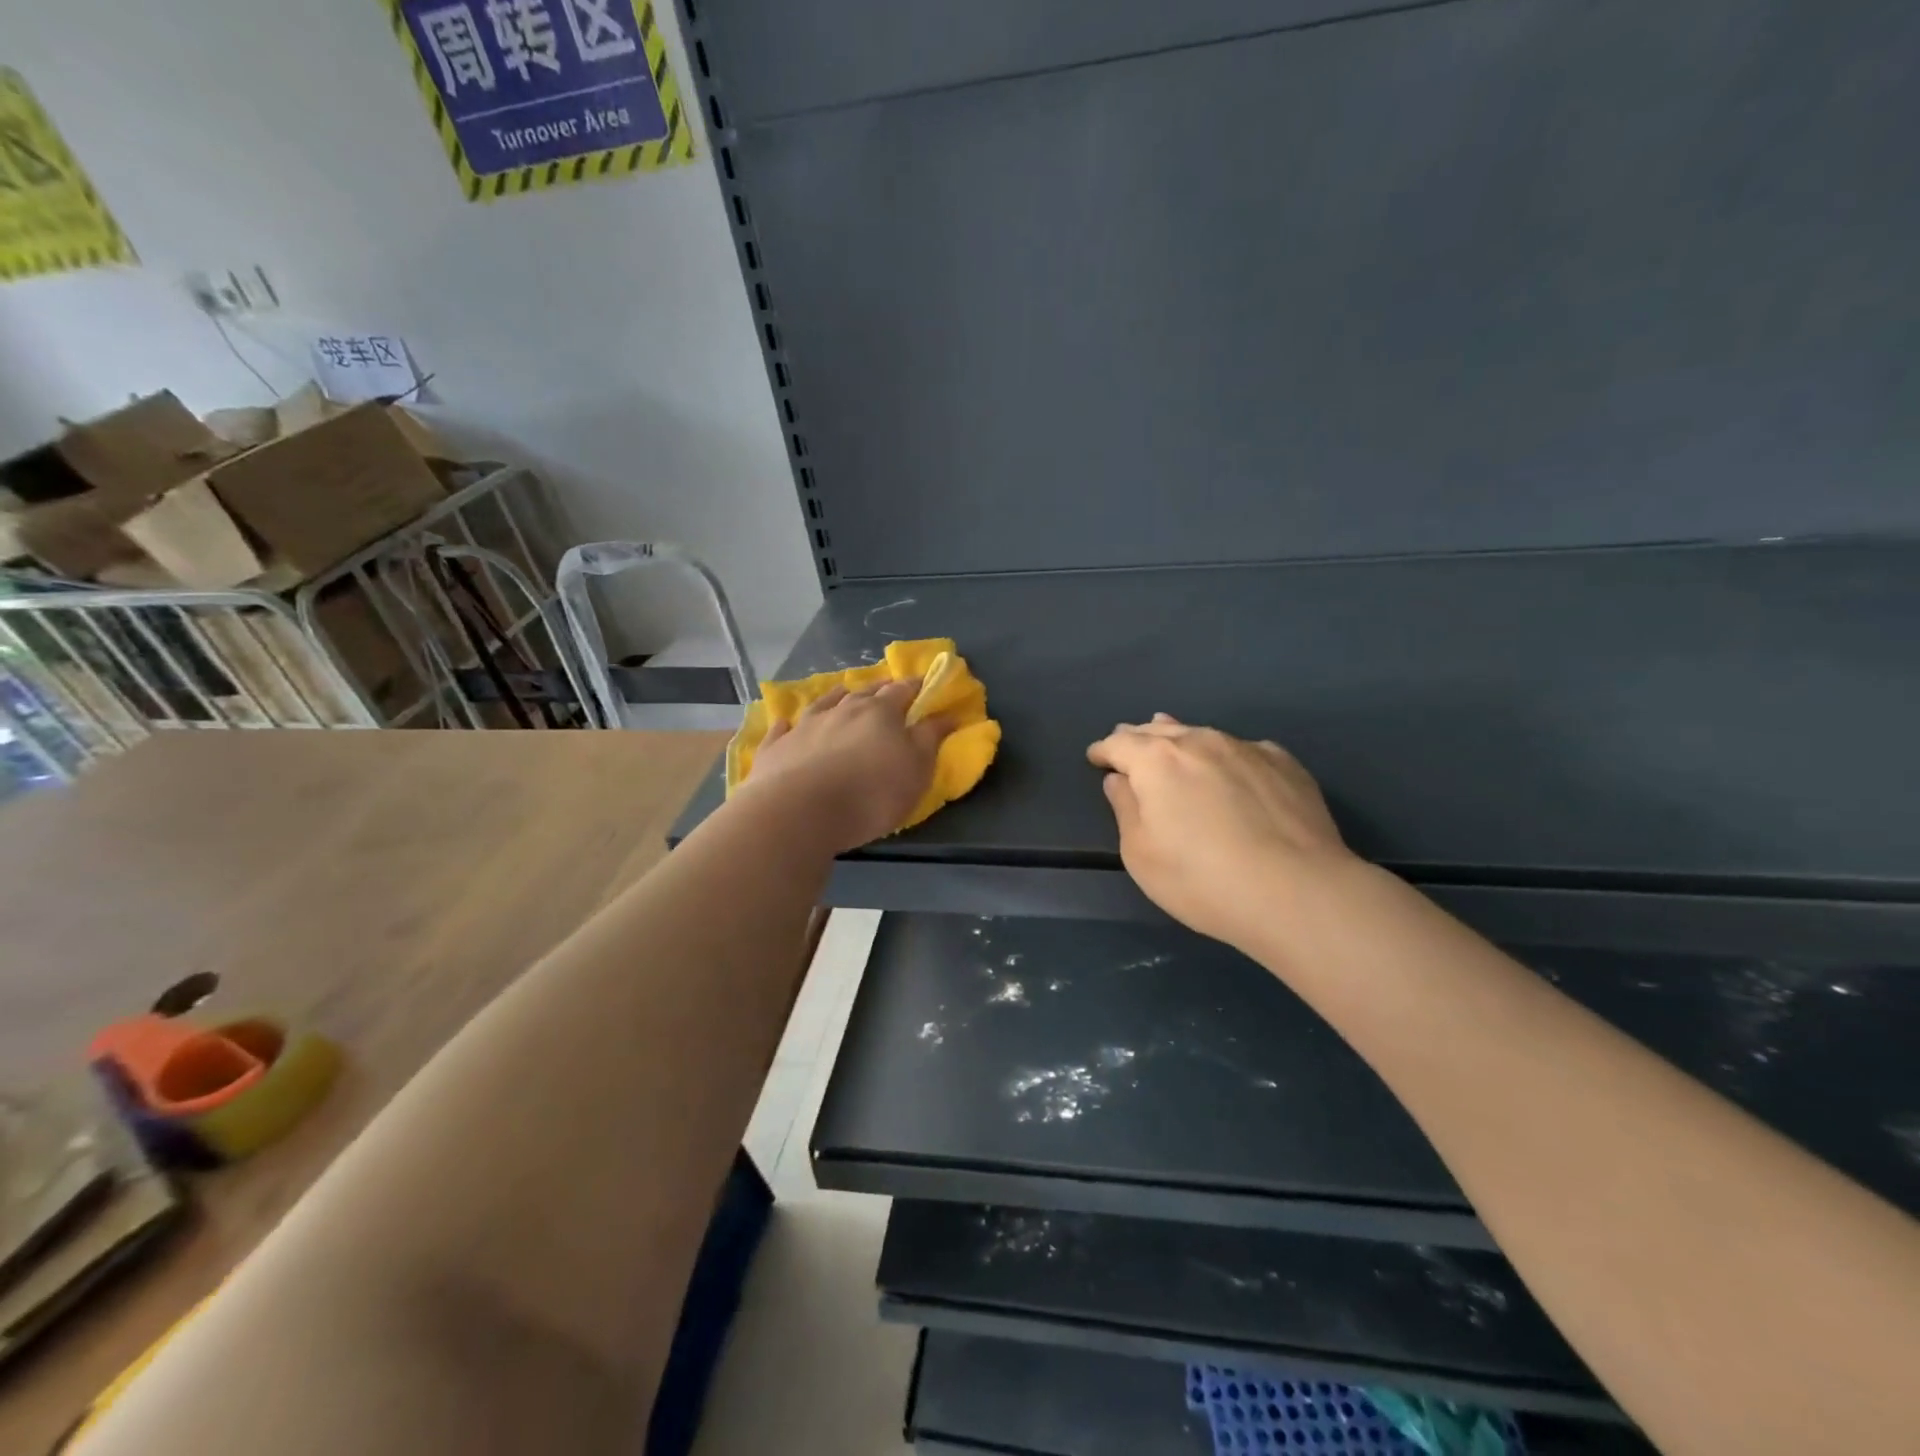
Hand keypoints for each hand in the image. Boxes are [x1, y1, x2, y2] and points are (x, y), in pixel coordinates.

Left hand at [737, 681, 954, 852]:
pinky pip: (784, 728)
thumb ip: (930, 739)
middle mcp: (842, 710)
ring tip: (844, 692)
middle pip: (864, 692)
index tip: (924, 684)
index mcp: (880, 712)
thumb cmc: (871, 793)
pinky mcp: (777, 747)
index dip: (915, 686)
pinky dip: (789, 724)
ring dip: (837, 696)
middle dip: (878, 688)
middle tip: (886, 687)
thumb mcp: (917, 770)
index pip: (902, 691)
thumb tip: (947, 713)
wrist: (799, 812)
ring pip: (824, 703)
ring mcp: (805, 725)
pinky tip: (786, 722)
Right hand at [1087, 715, 1355, 952]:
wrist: (1298, 892)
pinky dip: (1226, 755)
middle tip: (1128, 743)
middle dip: (1139, 737)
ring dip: (1181, 739)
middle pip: (1160, 731)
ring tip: (1172, 739)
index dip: (1103, 750)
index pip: (1119, 744)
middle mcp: (1200, 742)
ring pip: (1202, 734)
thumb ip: (1125, 809)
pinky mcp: (1285, 764)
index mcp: (1157, 761)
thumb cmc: (1202, 879)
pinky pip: (1243, 750)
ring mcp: (1246, 749)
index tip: (1095, 757)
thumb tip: (1120, 780)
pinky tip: (1232, 768)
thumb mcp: (1141, 854)